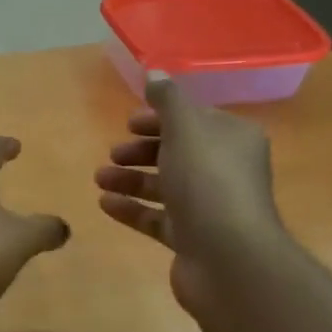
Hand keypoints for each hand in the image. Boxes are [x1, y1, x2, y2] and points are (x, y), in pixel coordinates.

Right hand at [93, 78, 287, 313]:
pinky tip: (105, 203)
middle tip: (114, 153)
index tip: (129, 122)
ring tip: (99, 178)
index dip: (161, 118)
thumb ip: (168, 99)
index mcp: (233, 139)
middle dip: (142, 150)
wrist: (228, 257)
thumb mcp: (186, 128)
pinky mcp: (192, 239)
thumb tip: (154, 73)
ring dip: (130, 179)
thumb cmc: (207, 181)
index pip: (195, 120)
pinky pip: (157, 218)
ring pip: (165, 186)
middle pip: (177, 153)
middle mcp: (225, 171)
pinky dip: (132, 209)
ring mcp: (209, 208)